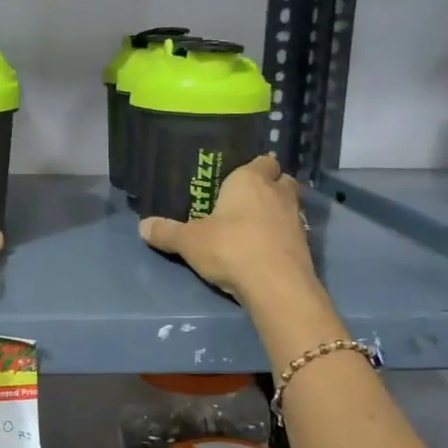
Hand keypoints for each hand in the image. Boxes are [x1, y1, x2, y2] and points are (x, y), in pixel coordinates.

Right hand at [140, 155, 319, 305]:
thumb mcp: (189, 241)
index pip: (261, 161)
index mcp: (250, 179)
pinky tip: (264, 249)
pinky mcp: (305, 245)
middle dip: (268, 187)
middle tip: (246, 201)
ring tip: (253, 227)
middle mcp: (278, 192)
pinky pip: (291, 232)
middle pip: (280, 180)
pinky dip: (280, 237)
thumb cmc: (230, 248)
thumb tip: (142, 226)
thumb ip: (167, 232)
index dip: (252, 168)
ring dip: (275, 213)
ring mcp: (296, 219)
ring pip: (289, 206)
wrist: (276, 286)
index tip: (236, 179)